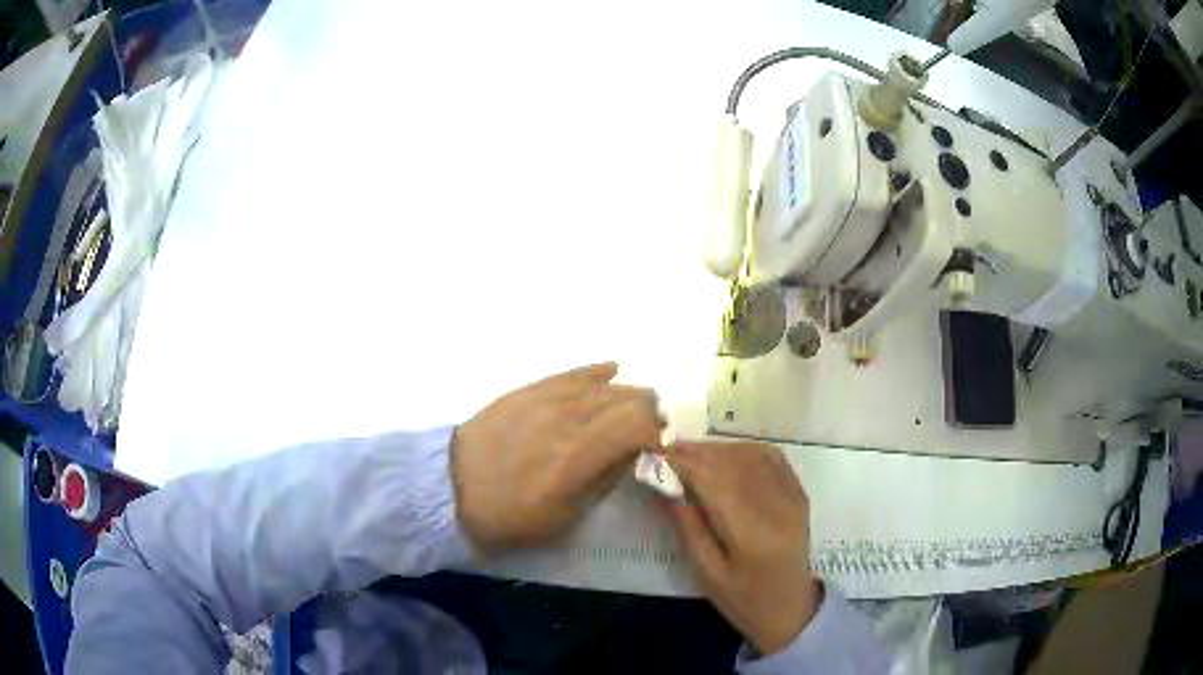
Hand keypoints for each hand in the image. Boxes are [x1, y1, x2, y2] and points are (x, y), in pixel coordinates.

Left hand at [452, 363, 661, 550]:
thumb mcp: (565, 518)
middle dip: (647, 413)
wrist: (451, 489)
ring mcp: (544, 399)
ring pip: (602, 385)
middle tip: (648, 431)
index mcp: (577, 457)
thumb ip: (604, 480)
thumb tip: (631, 454)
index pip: (637, 425)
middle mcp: (566, 419)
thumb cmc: (510, 517)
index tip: (656, 449)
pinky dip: (596, 372)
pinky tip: (612, 370)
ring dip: (626, 395)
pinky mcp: (526, 390)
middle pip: (625, 399)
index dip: (656, 434)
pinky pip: (570, 373)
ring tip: (634, 407)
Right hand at [665, 441, 820, 655]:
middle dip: (695, 452)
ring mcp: (793, 495)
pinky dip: (742, 450)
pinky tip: (724, 456)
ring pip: (750, 454)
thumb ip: (687, 527)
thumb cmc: (743, 599)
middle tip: (665, 452)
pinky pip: (770, 457)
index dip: (682, 462)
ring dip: (717, 449)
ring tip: (688, 455)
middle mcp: (777, 505)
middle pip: (732, 462)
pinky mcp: (799, 493)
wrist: (791, 609)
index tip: (653, 454)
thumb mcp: (707, 573)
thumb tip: (664, 484)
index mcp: (753, 532)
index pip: (713, 480)